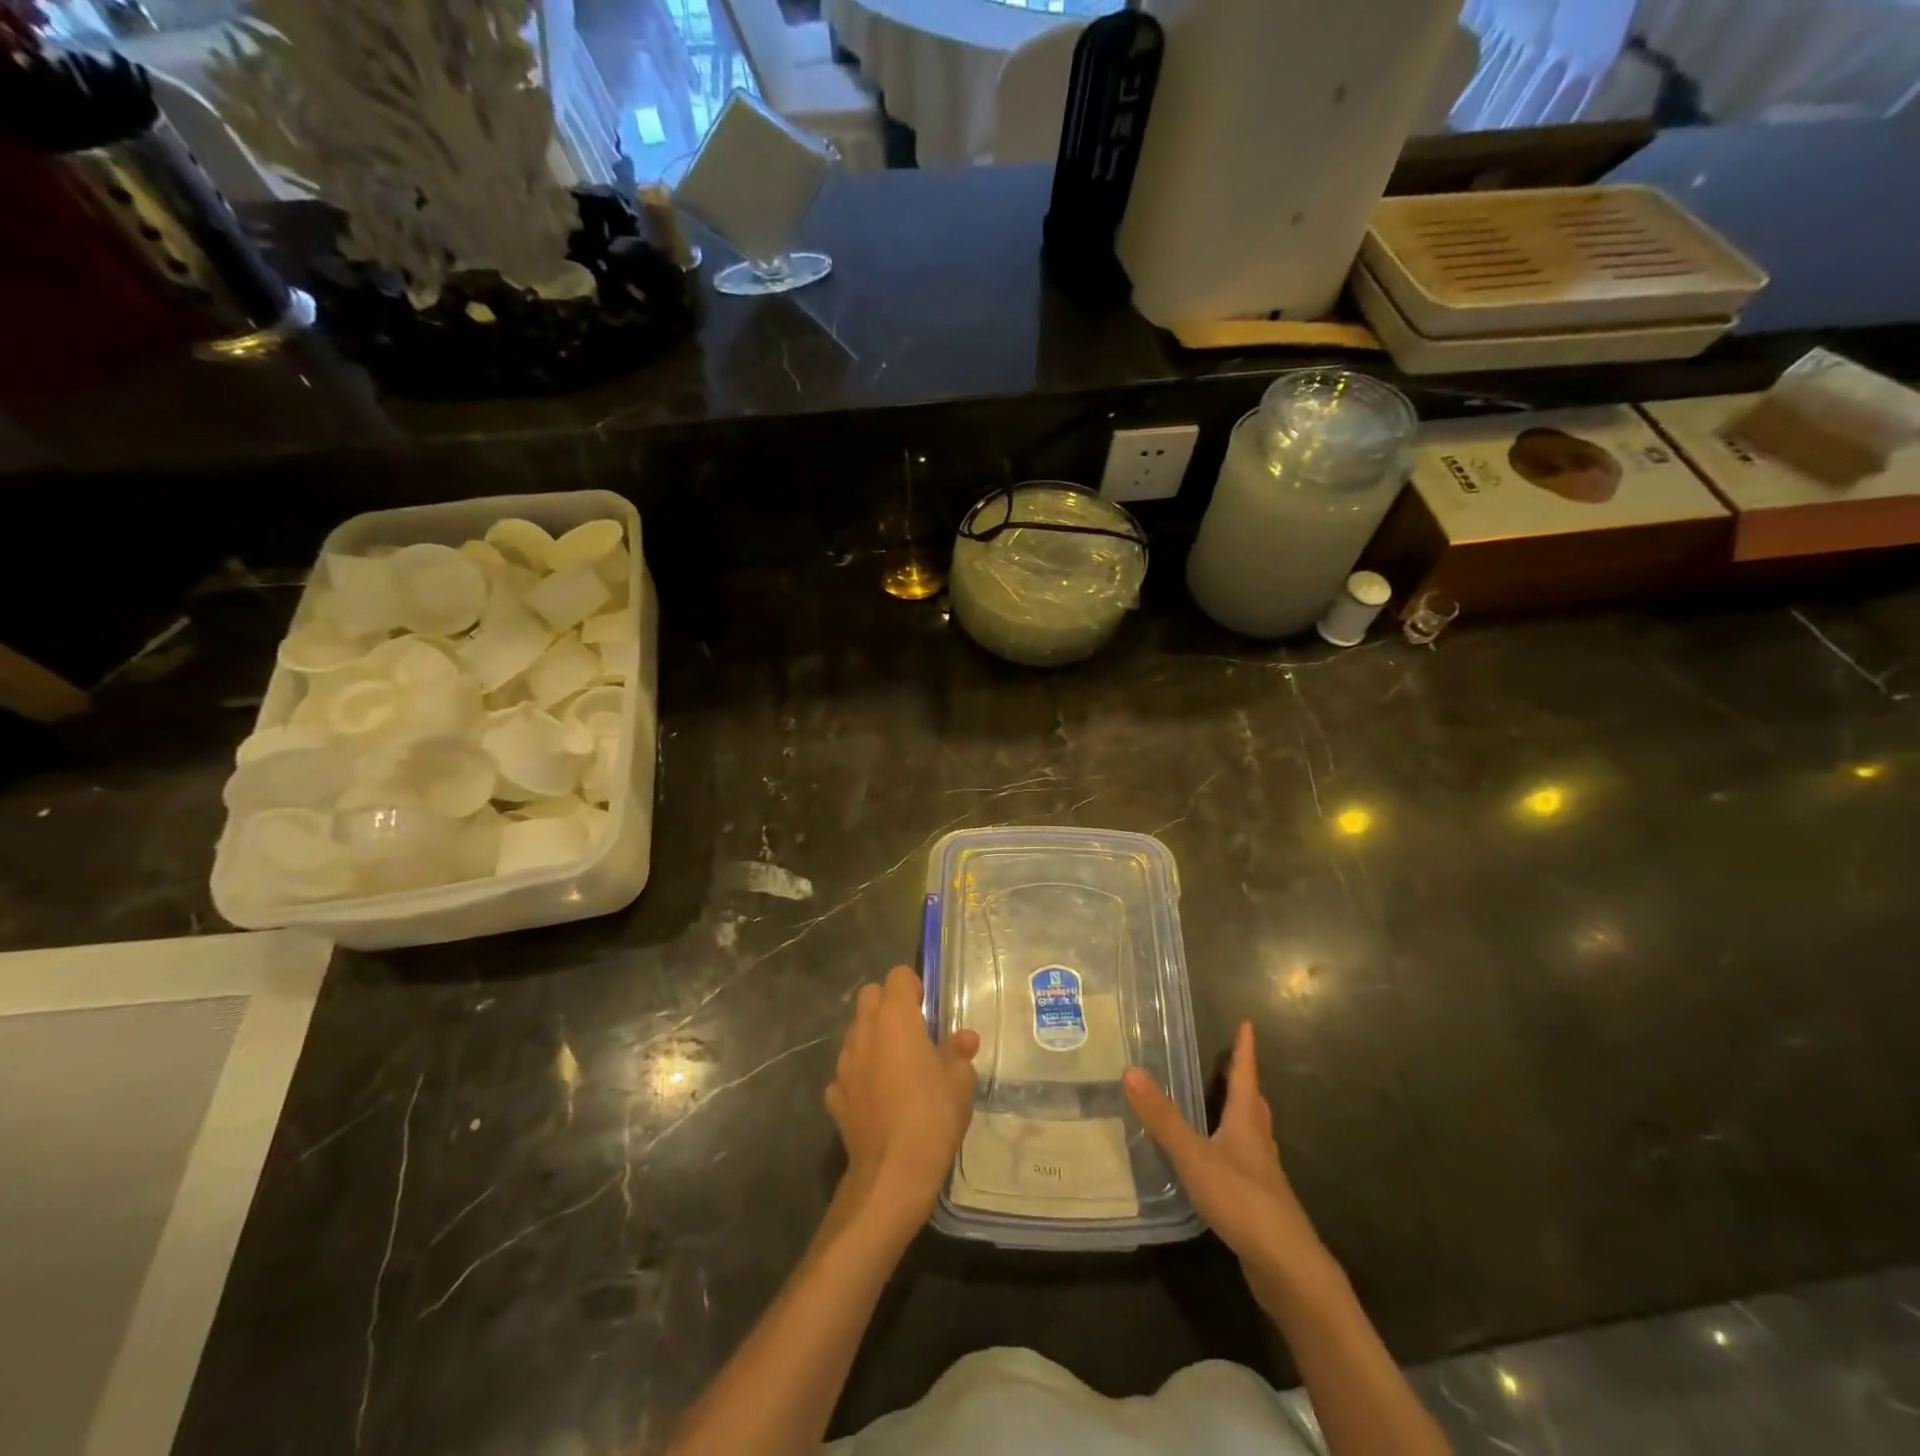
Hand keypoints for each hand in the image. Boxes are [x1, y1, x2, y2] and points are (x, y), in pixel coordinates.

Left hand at [825, 966, 978, 1227]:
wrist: (892, 1174)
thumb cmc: (932, 1116)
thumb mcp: (960, 1081)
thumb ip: (958, 1052)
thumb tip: (964, 1038)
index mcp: (896, 1018)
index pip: (898, 976)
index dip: (913, 987)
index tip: (927, 1008)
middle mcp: (865, 1031)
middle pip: (869, 996)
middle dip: (888, 1004)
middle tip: (912, 1030)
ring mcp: (845, 1064)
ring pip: (856, 1033)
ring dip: (873, 1039)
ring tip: (896, 1066)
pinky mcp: (835, 1095)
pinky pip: (847, 1072)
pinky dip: (860, 1076)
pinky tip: (877, 1098)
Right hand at [1124, 1021, 1330, 1306]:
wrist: (1287, 1268)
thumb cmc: (1243, 1201)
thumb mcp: (1195, 1156)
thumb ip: (1163, 1118)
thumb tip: (1131, 1071)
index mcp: (1247, 1123)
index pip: (1245, 1076)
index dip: (1244, 1050)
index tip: (1247, 1024)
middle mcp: (1259, 1144)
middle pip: (1254, 1104)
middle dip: (1244, 1082)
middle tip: (1233, 1064)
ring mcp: (1263, 1176)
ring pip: (1253, 1135)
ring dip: (1241, 1116)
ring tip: (1224, 1108)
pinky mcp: (1260, 1204)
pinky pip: (1246, 1164)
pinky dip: (1234, 1151)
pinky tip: (1219, 1164)